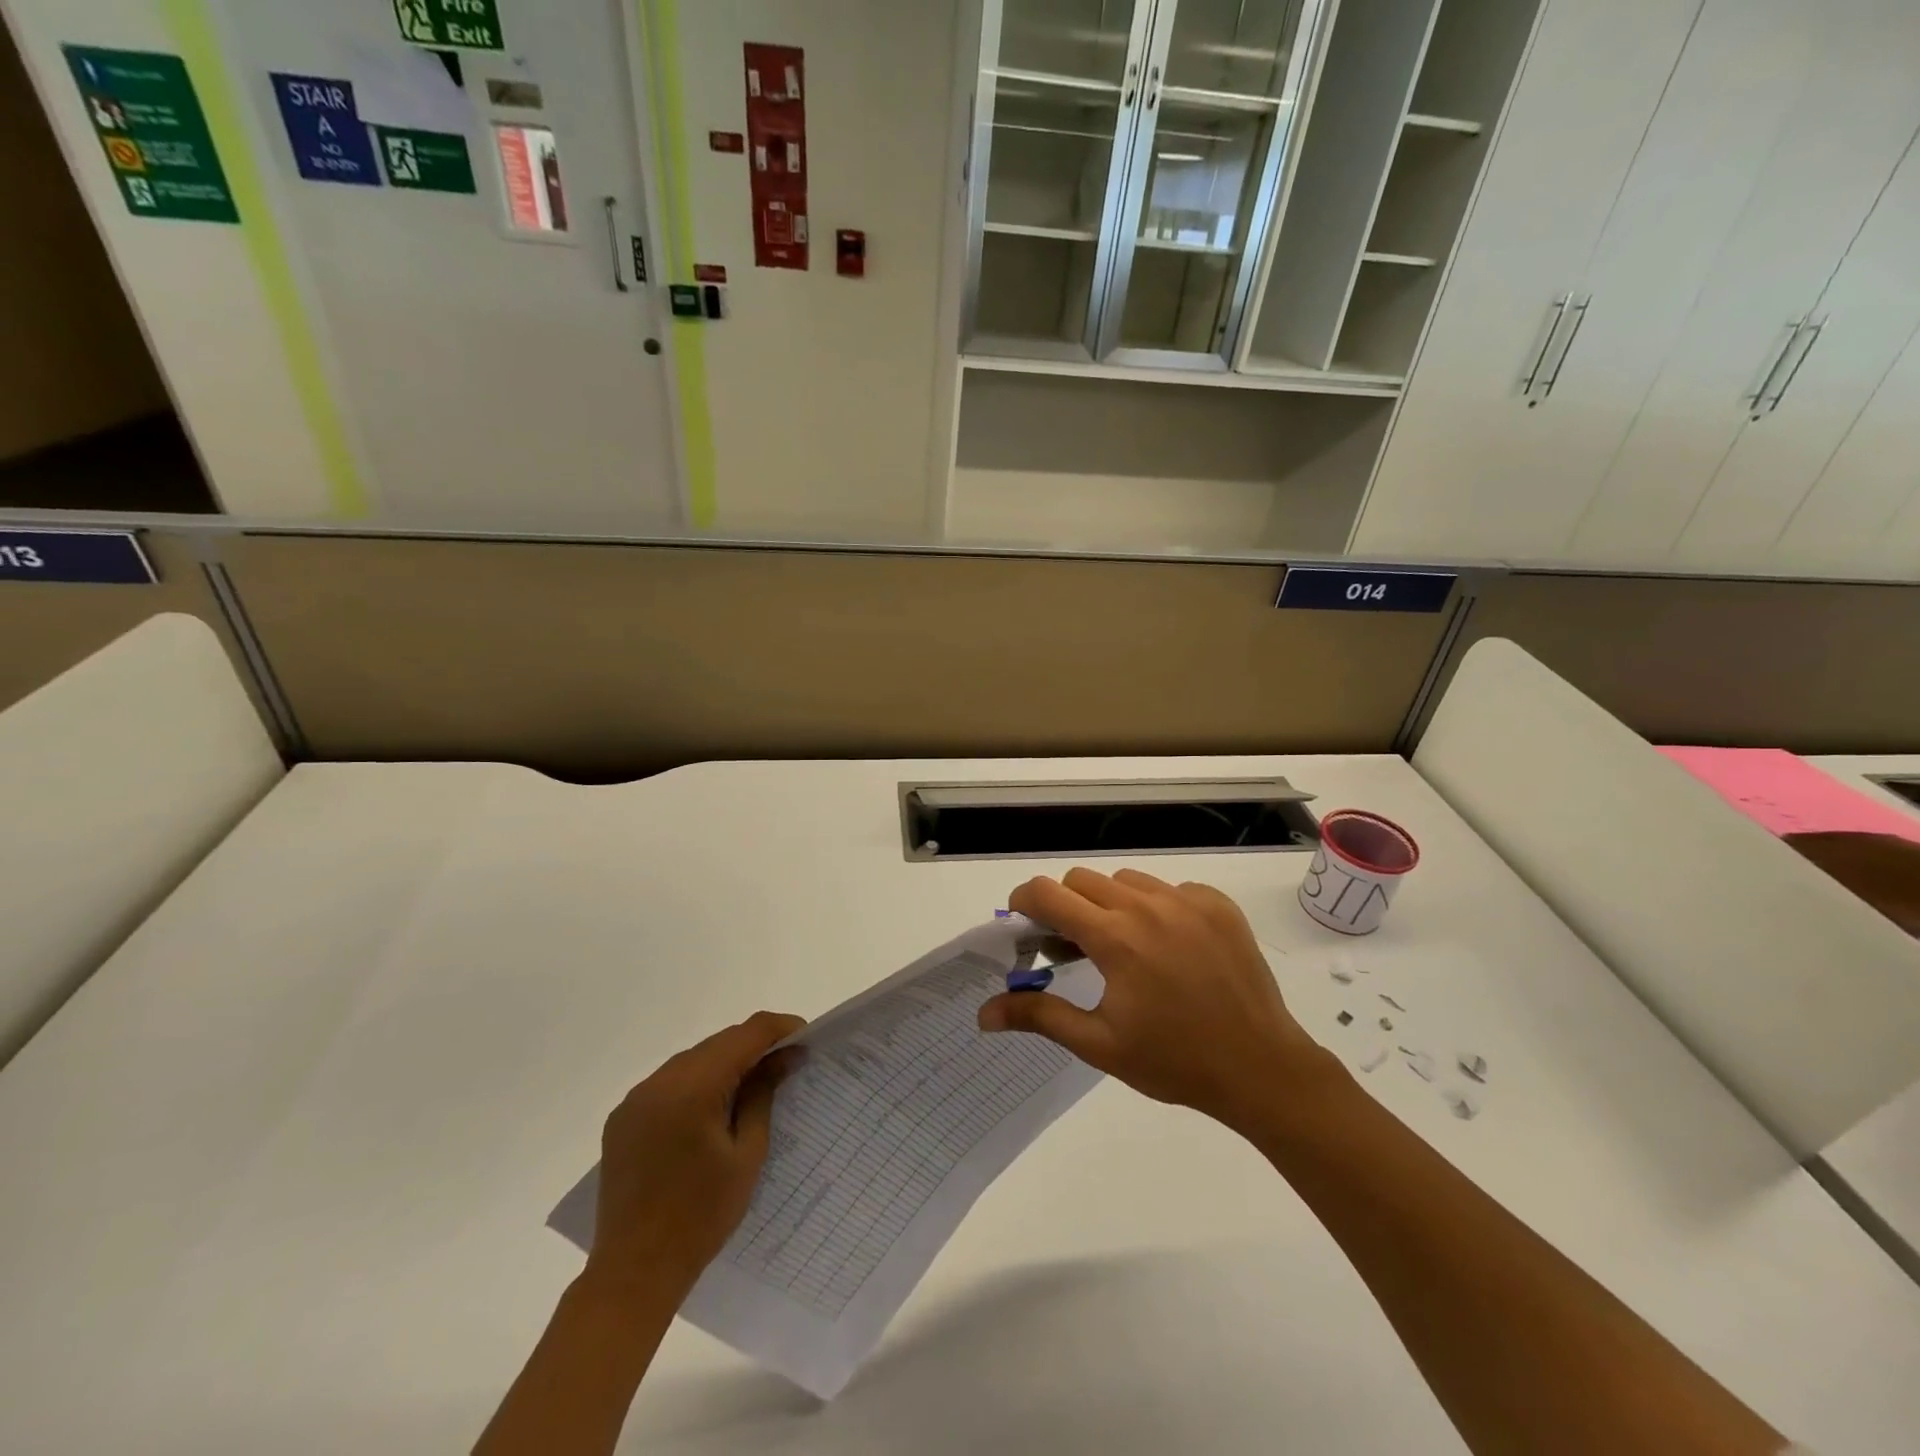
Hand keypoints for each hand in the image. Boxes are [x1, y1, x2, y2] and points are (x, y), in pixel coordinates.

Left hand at [586, 1011, 805, 1296]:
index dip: (779, 1029)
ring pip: (693, 1059)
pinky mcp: (623, 1118)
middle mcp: (659, 1081)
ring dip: (724, 1063)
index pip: (745, 1034)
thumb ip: (763, 1095)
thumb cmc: (701, 1217)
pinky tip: (711, 1108)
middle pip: (718, 1043)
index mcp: (692, 1087)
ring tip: (751, 1086)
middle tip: (785, 1063)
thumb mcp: (747, 1154)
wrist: (634, 1274)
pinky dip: (696, 1083)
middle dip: (754, 1046)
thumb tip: (785, 1055)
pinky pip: (668, 1083)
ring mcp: (635, 1099)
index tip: (805, 1038)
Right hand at [978, 869, 1335, 1134]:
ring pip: (1125, 881)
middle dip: (1065, 906)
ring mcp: (1187, 900)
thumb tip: (984, 1014)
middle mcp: (1148, 906)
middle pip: (1082, 881)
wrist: (1261, 1068)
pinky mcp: (1217, 904)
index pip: (1048, 893)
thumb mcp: (1099, 1044)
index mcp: (1115, 937)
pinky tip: (1167, 947)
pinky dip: (1155, 907)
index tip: (1023, 925)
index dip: (1025, 902)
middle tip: (1071, 948)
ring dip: (1109, 904)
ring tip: (1121, 947)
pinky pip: (1169, 889)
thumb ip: (1039, 1015)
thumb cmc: (1173, 1061)